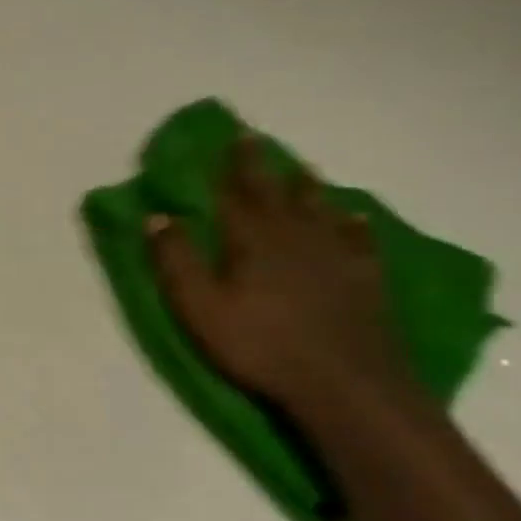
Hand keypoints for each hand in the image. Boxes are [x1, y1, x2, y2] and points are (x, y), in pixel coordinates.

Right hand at [147, 137, 409, 414]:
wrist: (345, 383)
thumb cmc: (259, 345)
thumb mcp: (199, 307)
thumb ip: (176, 260)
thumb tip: (157, 216)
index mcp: (252, 241)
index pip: (236, 193)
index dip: (231, 165)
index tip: (230, 136)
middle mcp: (295, 237)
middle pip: (277, 193)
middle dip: (262, 166)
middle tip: (257, 140)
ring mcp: (335, 257)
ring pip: (319, 209)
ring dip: (306, 187)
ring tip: (302, 169)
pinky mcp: (364, 279)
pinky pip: (358, 240)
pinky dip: (352, 224)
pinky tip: (353, 217)